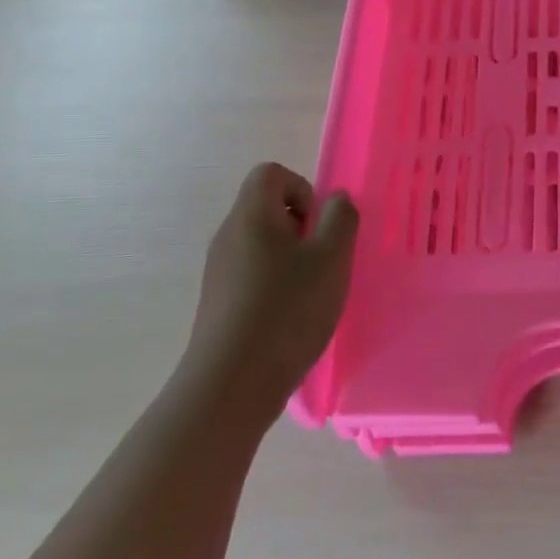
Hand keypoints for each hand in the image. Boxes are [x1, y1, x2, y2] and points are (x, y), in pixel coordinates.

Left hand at [188, 163, 358, 408]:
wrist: (231, 384)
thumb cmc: (287, 310)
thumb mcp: (331, 258)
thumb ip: (340, 219)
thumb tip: (335, 200)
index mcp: (252, 216)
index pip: (271, 173)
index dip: (303, 189)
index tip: (320, 226)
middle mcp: (228, 236)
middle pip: (266, 208)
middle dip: (302, 227)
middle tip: (323, 261)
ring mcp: (219, 271)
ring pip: (262, 244)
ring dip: (292, 258)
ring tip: (312, 293)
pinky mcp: (219, 303)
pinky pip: (252, 275)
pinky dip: (276, 284)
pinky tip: (292, 318)